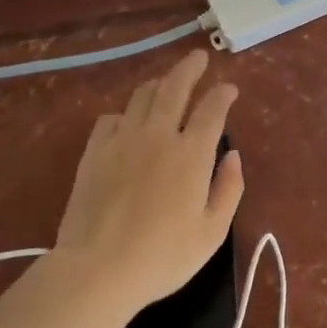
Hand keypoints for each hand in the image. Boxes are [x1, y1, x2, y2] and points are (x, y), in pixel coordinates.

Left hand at [52, 50, 243, 309]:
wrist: (97, 270)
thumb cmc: (163, 256)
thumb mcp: (212, 232)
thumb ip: (229, 189)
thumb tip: (232, 155)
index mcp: (191, 154)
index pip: (212, 109)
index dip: (223, 93)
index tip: (229, 88)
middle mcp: (158, 135)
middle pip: (175, 87)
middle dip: (190, 68)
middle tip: (199, 57)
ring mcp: (122, 140)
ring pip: (142, 96)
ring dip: (159, 84)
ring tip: (166, 83)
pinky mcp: (94, 152)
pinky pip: (111, 118)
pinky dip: (125, 113)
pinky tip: (128, 122)